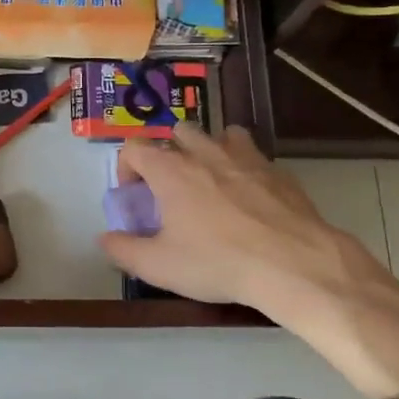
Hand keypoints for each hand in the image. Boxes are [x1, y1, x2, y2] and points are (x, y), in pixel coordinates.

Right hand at [100, 125, 396, 318]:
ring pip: (218, 134)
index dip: (126, 167)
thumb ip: (124, 250)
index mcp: (170, 170)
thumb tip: (105, 238)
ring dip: (207, 150)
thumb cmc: (217, 262)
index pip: (134, 147)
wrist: (292, 263)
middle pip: (177, 132)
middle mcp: (204, 152)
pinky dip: (242, 165)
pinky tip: (248, 195)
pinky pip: (252, 153)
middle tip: (172, 188)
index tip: (134, 195)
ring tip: (211, 182)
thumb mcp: (159, 266)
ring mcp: (244, 156)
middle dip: (168, 153)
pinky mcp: (276, 168)